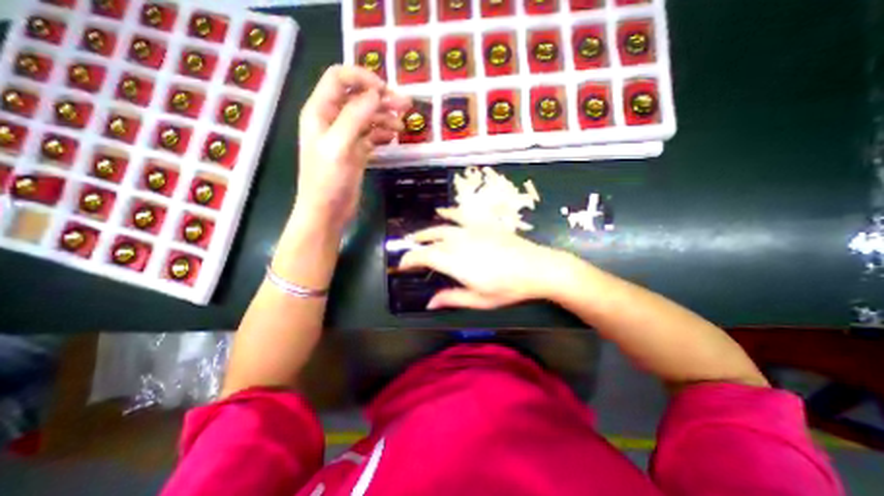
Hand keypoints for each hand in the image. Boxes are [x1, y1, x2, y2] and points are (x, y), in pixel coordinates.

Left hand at [294, 63, 409, 227]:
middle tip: (405, 105)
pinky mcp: (356, 152)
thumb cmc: (328, 181)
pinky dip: (382, 133)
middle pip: (357, 97)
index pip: (339, 78)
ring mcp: (345, 137)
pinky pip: (371, 135)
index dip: (362, 78)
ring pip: (367, 117)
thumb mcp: (339, 146)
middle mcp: (332, 120)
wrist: (327, 212)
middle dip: (381, 98)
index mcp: (320, 111)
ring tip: (403, 125)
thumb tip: (376, 94)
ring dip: (385, 117)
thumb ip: (355, 116)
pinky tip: (393, 136)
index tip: (385, 90)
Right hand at [398, 208, 569, 310]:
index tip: (403, 265)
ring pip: (442, 227)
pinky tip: (442, 211)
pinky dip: (449, 212)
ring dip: (427, 231)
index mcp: (455, 262)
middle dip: (416, 246)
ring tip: (417, 236)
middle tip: (408, 251)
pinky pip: (461, 215)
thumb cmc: (508, 288)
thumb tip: (430, 303)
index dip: (410, 260)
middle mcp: (459, 242)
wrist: (537, 268)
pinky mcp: (483, 224)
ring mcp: (471, 231)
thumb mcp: (479, 300)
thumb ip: (451, 299)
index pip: (424, 257)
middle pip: (431, 241)